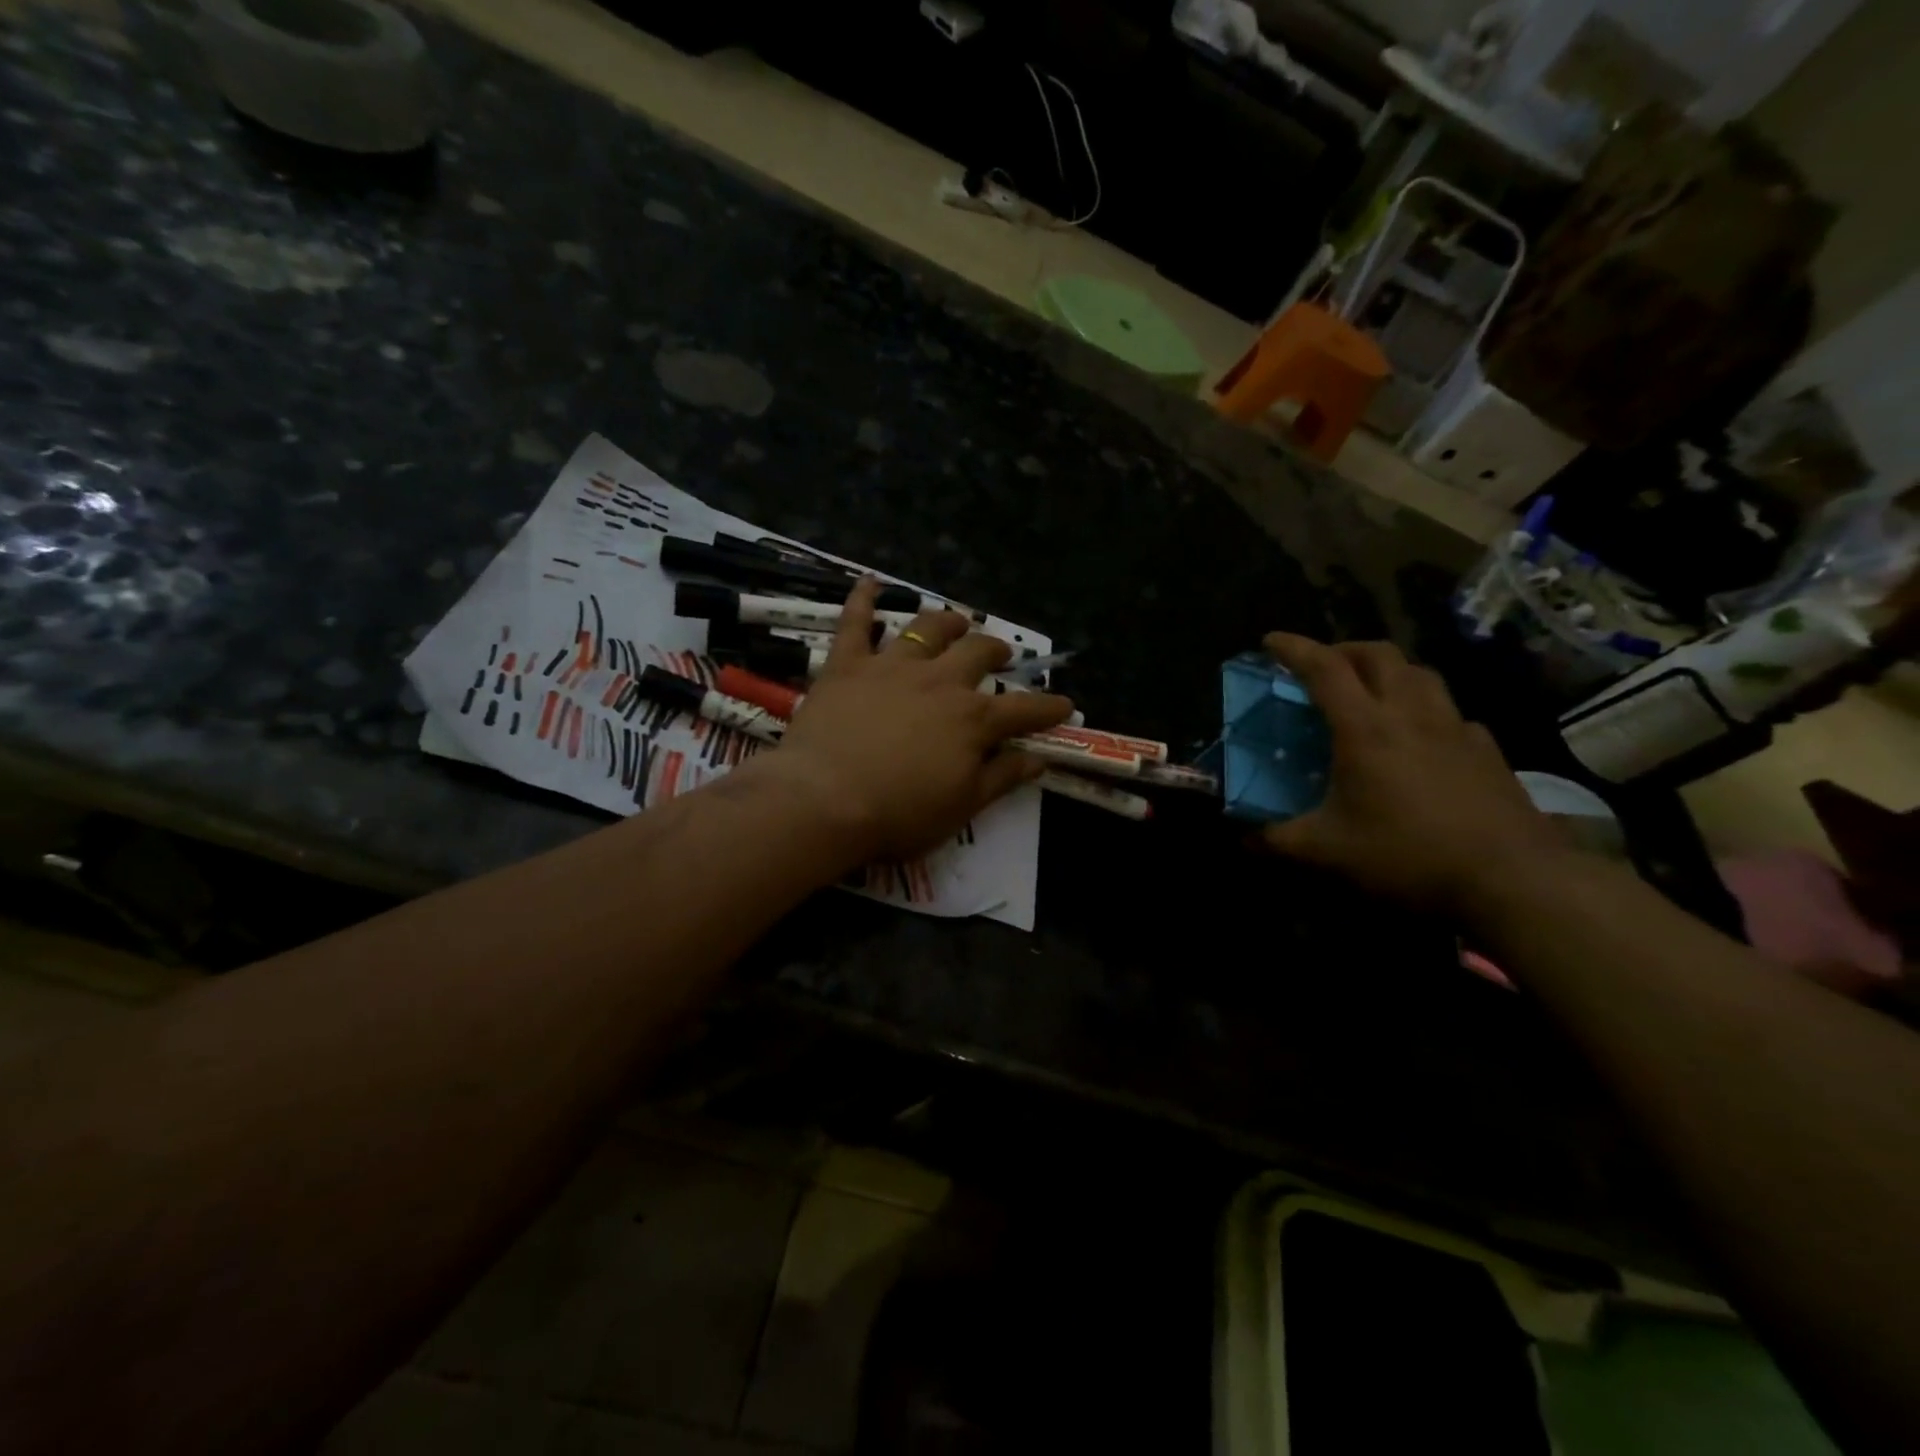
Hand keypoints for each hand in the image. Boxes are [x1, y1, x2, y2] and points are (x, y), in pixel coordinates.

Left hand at [769, 579, 1073, 862]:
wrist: (825, 799)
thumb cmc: (898, 813)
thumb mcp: (962, 806)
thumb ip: (1002, 777)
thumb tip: (1038, 759)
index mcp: (972, 720)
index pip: (1023, 710)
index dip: (1047, 708)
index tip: (1064, 705)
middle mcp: (939, 682)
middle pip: (977, 654)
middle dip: (995, 651)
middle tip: (1001, 654)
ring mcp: (892, 667)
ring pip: (927, 629)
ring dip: (947, 621)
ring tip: (957, 620)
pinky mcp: (847, 665)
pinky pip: (855, 622)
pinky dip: (863, 599)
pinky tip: (869, 581)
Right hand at [1260, 634, 1573, 916]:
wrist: (1512, 878)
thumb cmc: (1407, 854)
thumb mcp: (1327, 852)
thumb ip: (1277, 841)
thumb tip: (1243, 840)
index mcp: (1365, 728)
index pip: (1324, 669)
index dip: (1294, 648)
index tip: (1270, 641)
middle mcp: (1411, 714)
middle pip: (1378, 654)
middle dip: (1343, 649)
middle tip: (1321, 666)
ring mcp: (1455, 729)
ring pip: (1420, 673)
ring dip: (1387, 669)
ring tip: (1369, 690)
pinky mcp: (1487, 750)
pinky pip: (1450, 711)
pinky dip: (1425, 708)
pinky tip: (1421, 736)